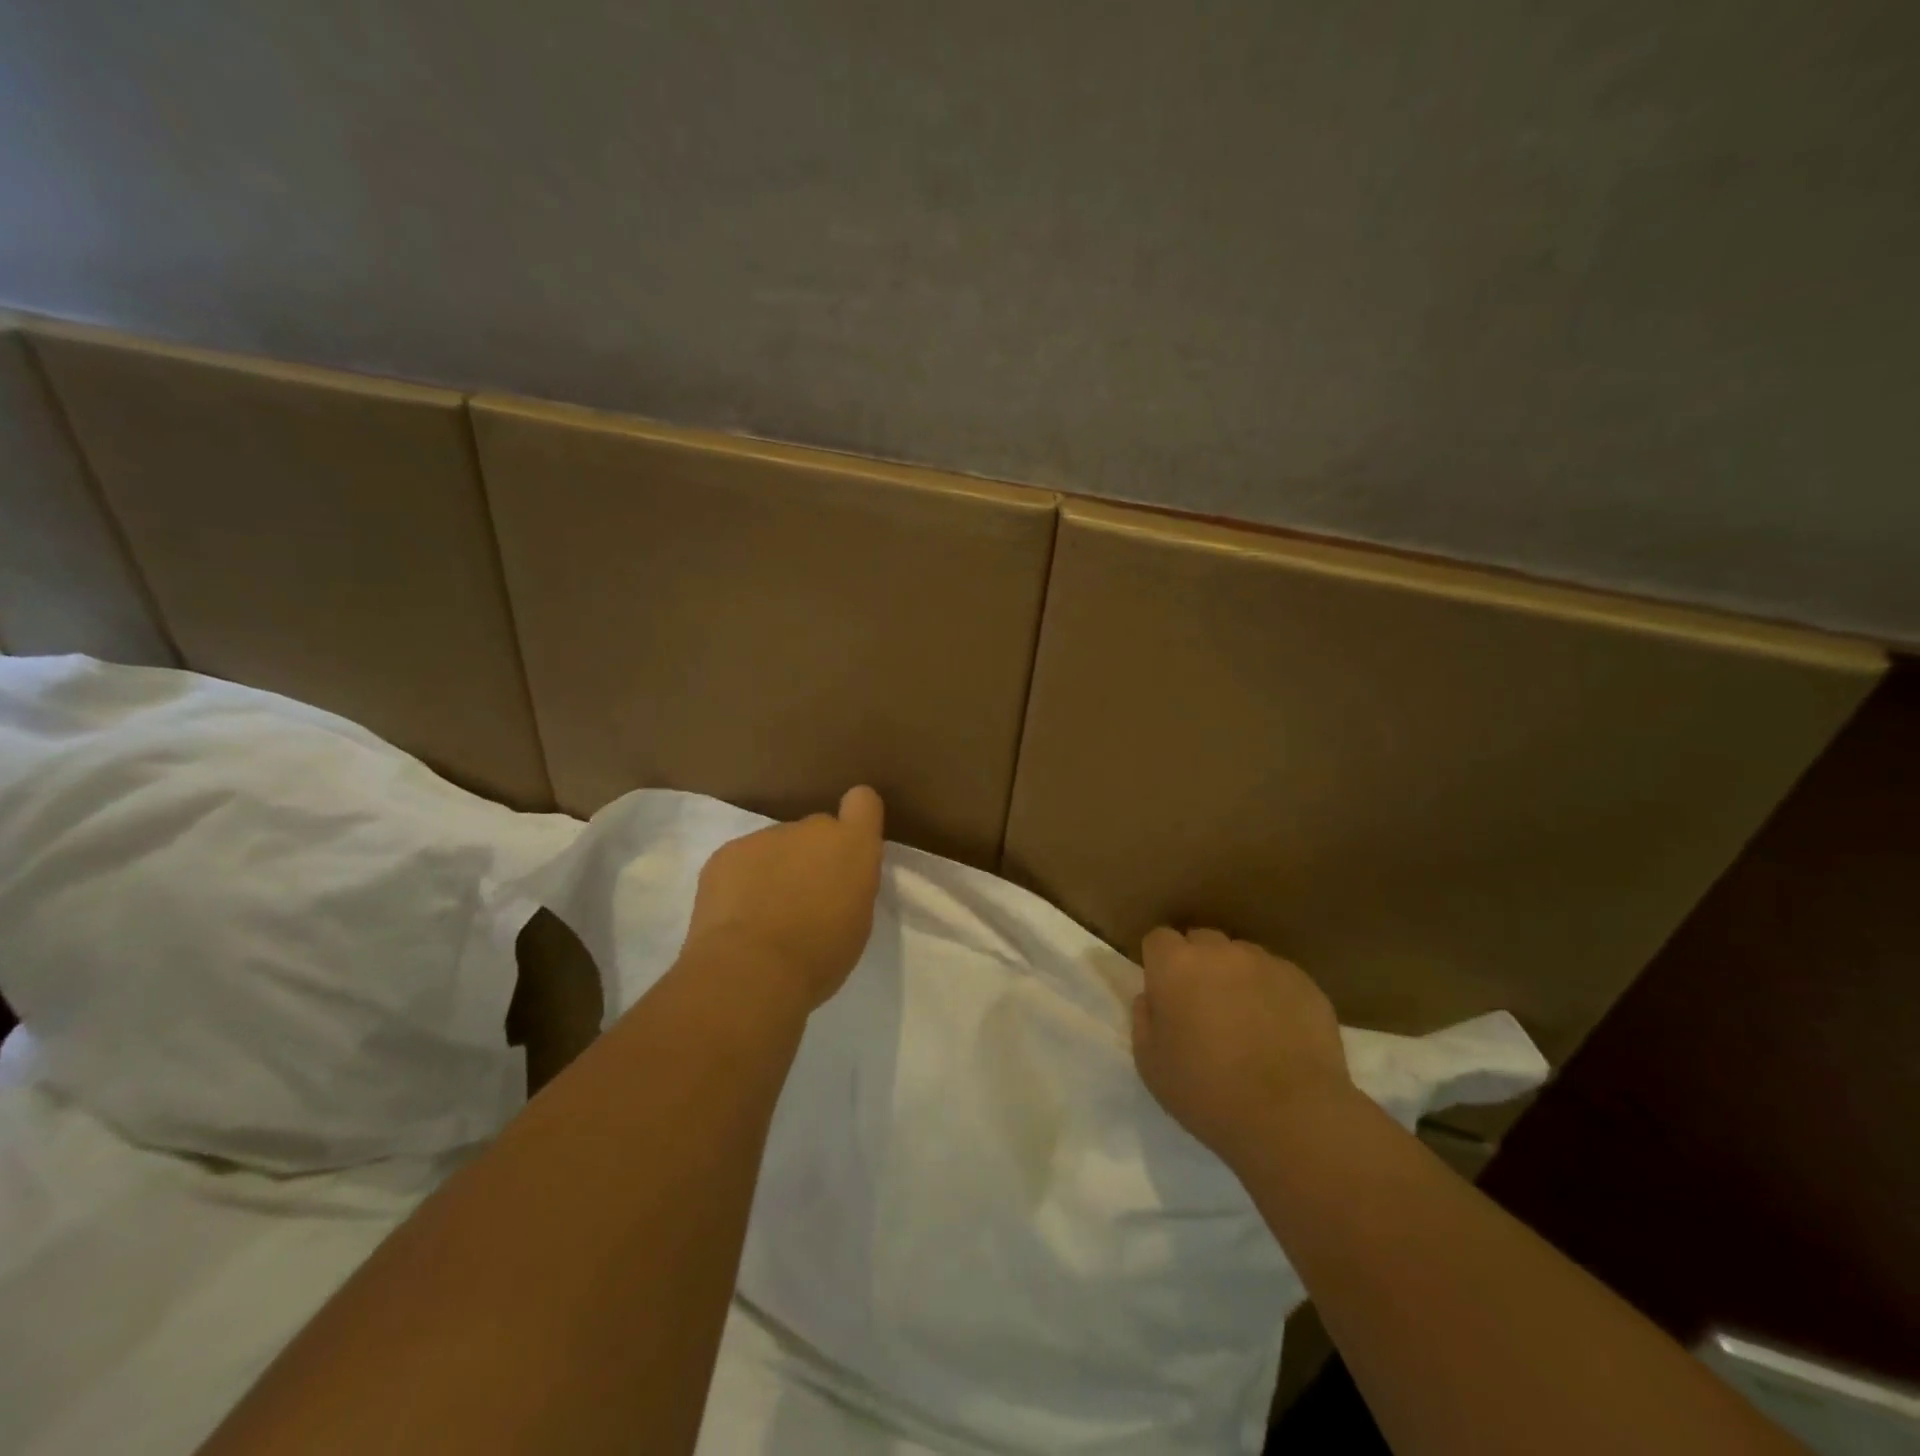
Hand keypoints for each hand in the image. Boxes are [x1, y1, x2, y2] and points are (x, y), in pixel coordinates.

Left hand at [682, 786, 885, 1012]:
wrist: (752, 968)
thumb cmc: (820, 953)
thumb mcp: (857, 922)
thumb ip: (849, 886)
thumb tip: (832, 882)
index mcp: (853, 845)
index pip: (863, 802)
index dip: (856, 818)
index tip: (848, 848)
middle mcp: (812, 828)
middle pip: (815, 831)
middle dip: (811, 856)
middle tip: (803, 900)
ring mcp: (765, 836)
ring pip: (776, 846)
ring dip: (775, 870)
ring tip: (764, 915)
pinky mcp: (726, 852)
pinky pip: (741, 861)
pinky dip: (741, 882)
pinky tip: (736, 916)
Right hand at [1132, 927, 1352, 1174]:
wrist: (1293, 1117)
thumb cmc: (1208, 1093)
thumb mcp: (1150, 1065)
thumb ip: (1143, 1020)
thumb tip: (1151, 998)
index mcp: (1176, 966)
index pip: (1159, 938)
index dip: (1159, 962)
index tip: (1165, 992)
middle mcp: (1220, 952)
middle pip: (1202, 940)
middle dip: (1198, 964)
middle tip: (1203, 1006)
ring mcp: (1267, 963)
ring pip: (1242, 956)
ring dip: (1236, 977)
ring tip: (1246, 1020)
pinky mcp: (1305, 982)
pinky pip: (1278, 977)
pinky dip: (1272, 994)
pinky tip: (1279, 1032)